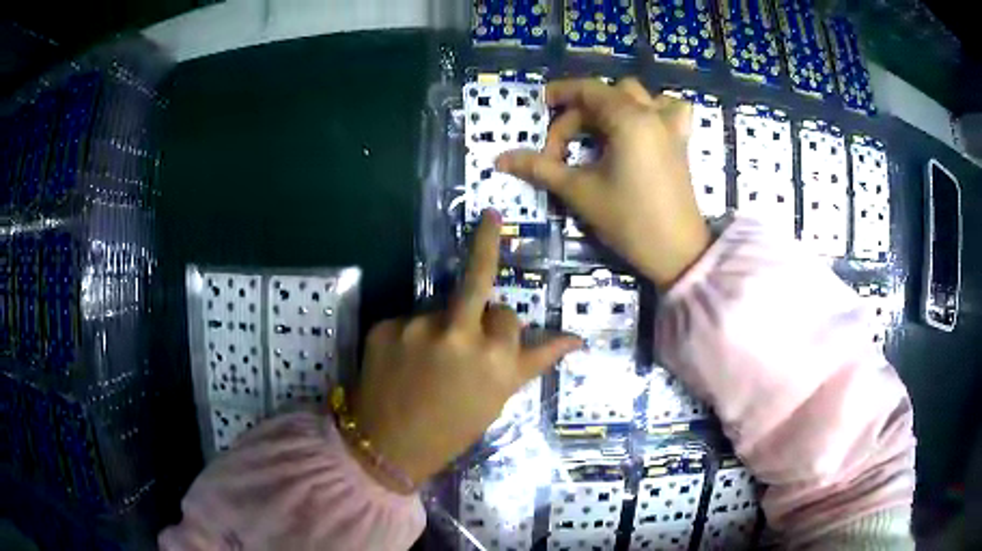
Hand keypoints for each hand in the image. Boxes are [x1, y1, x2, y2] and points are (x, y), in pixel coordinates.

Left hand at [351, 211, 582, 491]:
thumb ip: (535, 362)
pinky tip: (404, 361)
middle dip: (486, 244)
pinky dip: (412, 334)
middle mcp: (458, 335)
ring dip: (444, 322)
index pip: (508, 318)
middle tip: (490, 217)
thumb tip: (578, 339)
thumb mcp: (499, 398)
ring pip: (442, 307)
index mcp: (494, 360)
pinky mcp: (385, 325)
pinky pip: (409, 319)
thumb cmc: (453, 428)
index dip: (502, 331)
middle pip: (477, 278)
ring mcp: (416, 327)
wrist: (389, 446)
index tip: (493, 347)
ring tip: (428, 359)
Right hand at [496, 78, 709, 289]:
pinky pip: (669, 109)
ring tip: (599, 131)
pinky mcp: (681, 142)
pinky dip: (652, 109)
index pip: (587, 91)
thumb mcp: (579, 191)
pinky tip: (642, 125)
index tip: (540, 106)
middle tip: (561, 150)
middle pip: (606, 96)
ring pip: (638, 96)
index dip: (559, 94)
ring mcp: (671, 126)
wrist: (677, 252)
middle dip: (579, 116)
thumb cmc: (628, 220)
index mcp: (628, 118)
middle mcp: (652, 113)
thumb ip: (540, 168)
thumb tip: (500, 159)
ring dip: (613, 105)